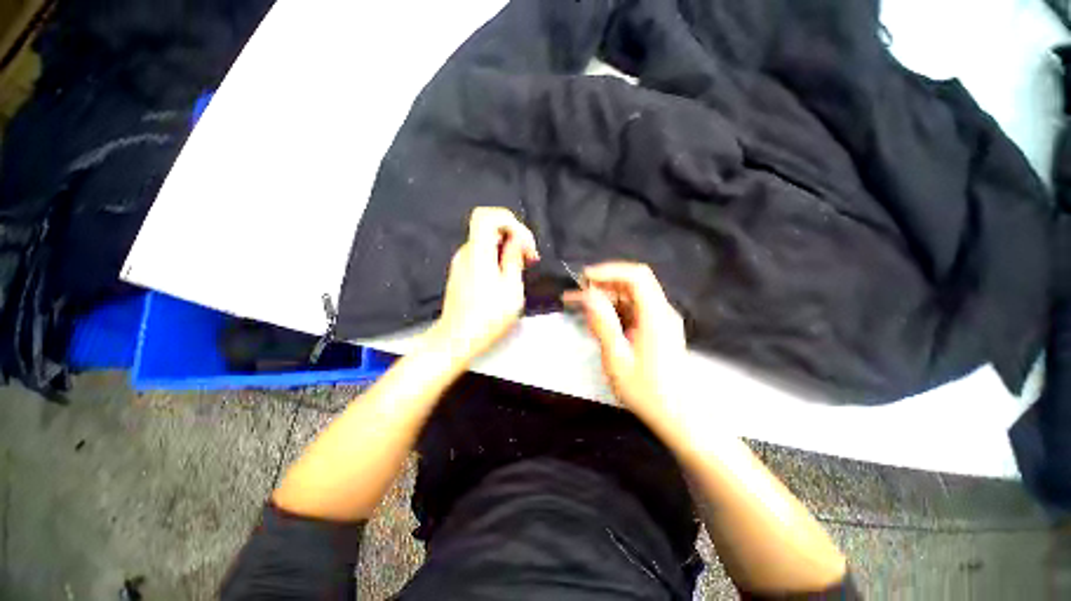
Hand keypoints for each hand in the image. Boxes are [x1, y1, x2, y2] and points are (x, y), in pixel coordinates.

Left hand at [429, 207, 538, 361]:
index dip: (509, 221)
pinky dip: (497, 258)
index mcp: (478, 253)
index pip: (486, 216)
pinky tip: (506, 277)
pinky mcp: (461, 272)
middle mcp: (466, 252)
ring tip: (521, 268)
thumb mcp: (511, 289)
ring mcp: (461, 262)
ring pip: (486, 242)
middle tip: (530, 258)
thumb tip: (518, 240)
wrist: (457, 339)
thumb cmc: (488, 317)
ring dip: (507, 248)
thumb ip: (514, 259)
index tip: (524, 243)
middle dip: (514, 236)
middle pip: (489, 227)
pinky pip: (481, 254)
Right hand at [563, 262, 686, 425]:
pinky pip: (633, 310)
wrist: (678, 416)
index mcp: (656, 316)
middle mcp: (661, 312)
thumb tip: (588, 296)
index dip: (609, 271)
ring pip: (631, 296)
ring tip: (580, 307)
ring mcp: (660, 320)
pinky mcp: (656, 329)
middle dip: (603, 284)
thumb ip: (603, 324)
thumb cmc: (647, 391)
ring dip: (606, 297)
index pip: (636, 276)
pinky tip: (597, 321)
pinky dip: (614, 310)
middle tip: (577, 295)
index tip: (584, 278)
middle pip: (633, 284)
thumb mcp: (617, 359)